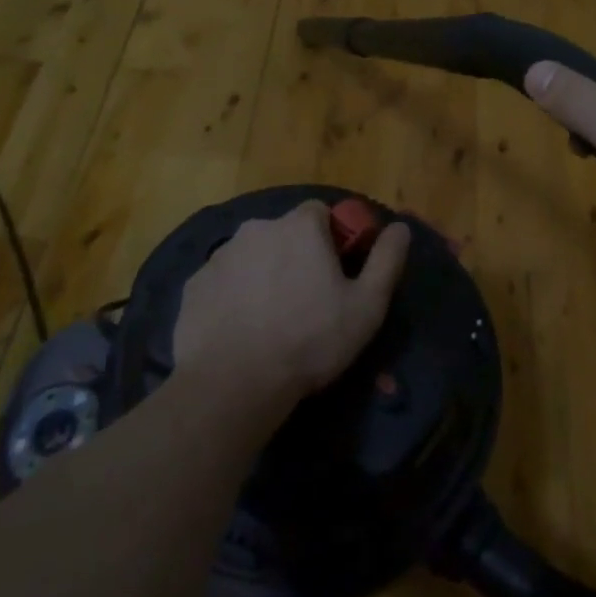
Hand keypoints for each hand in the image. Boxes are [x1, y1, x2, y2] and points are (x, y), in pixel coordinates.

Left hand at [174, 200, 410, 415]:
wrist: (234, 383)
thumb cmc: (310, 339)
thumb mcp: (367, 305)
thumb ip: (387, 260)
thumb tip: (401, 227)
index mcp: (300, 226)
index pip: (321, 213)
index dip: (331, 239)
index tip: (336, 272)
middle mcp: (257, 228)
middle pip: (284, 234)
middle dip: (295, 256)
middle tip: (305, 300)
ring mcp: (220, 255)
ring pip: (252, 256)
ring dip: (263, 275)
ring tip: (271, 319)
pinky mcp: (194, 285)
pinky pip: (223, 282)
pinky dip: (233, 296)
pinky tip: (241, 330)